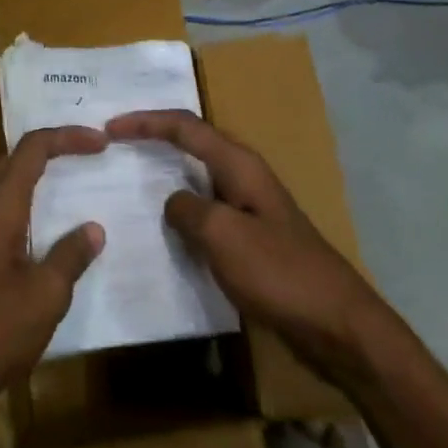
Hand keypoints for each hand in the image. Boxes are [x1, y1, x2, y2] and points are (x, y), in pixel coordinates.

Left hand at [0, 125, 107, 447]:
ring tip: (76, 184)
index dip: (67, 137)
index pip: (32, 149)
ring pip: (8, 187)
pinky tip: (50, 235)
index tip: (101, 143)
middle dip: (53, 148)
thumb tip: (93, 228)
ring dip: (40, 177)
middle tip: (90, 153)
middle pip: (16, 160)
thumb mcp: (44, 296)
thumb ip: (70, 257)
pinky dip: (32, 208)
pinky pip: (5, 214)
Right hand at [107, 110, 382, 386]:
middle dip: (154, 138)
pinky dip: (181, 212)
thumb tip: (172, 202)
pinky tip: (163, 232)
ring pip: (198, 179)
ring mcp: (250, 207)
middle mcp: (244, 176)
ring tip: (129, 181)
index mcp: (239, 164)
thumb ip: (188, 210)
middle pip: (192, 143)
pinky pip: (207, 213)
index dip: (146, 122)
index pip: (185, 126)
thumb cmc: (279, 273)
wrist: (338, 325)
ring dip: (165, 175)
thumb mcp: (224, 236)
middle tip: (116, 146)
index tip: (110, 128)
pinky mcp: (252, 239)